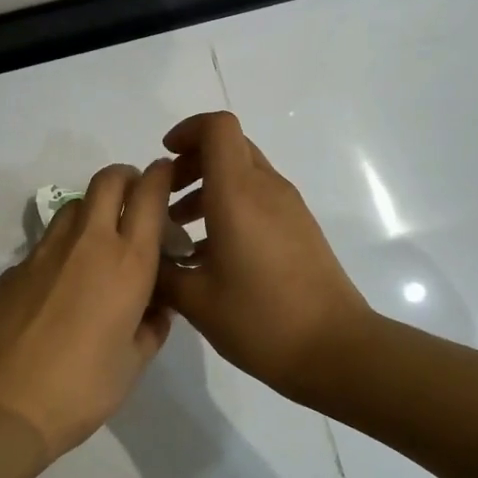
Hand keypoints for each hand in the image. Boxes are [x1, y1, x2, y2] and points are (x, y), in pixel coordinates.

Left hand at [0, 160, 175, 458]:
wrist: (2, 403)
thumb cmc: (82, 387)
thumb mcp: (134, 364)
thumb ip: (152, 328)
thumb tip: (156, 310)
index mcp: (128, 262)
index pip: (149, 195)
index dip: (160, 176)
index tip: (165, 176)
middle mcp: (88, 243)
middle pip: (107, 180)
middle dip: (125, 178)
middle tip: (134, 200)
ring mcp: (45, 252)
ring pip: (74, 206)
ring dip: (93, 209)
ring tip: (100, 242)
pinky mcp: (14, 269)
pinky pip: (46, 243)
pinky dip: (63, 248)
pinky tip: (62, 285)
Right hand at [154, 112, 370, 400]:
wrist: (334, 349)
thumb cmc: (260, 319)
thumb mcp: (195, 300)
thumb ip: (161, 271)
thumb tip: (144, 254)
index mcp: (238, 194)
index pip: (217, 128)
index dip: (187, 131)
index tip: (164, 160)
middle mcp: (267, 189)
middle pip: (230, 147)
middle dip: (193, 162)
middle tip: (166, 198)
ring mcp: (289, 208)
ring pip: (245, 174)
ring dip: (210, 188)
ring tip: (182, 231)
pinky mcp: (301, 229)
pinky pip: (260, 199)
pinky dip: (231, 208)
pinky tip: (212, 255)